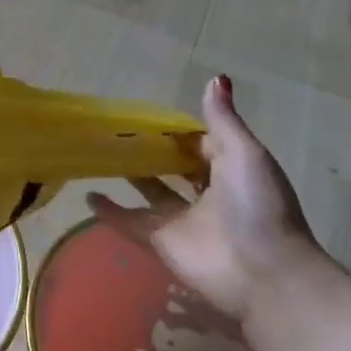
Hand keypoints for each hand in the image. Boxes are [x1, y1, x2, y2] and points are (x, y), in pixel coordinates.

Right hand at [91, 75, 323, 319]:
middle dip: (154, 153)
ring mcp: (182, 220)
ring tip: (100, 155)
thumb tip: (215, 77)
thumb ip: (222, 119)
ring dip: (131, 178)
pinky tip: (88, 195)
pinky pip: (130, 222)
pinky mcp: (161, 242)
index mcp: (231, 172)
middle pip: (175, 169)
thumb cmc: (258, 206)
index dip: (178, 131)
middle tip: (119, 131)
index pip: (201, 145)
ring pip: (152, 193)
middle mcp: (207, 195)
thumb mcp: (245, 154)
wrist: (262, 273)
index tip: (148, 115)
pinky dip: (110, 212)